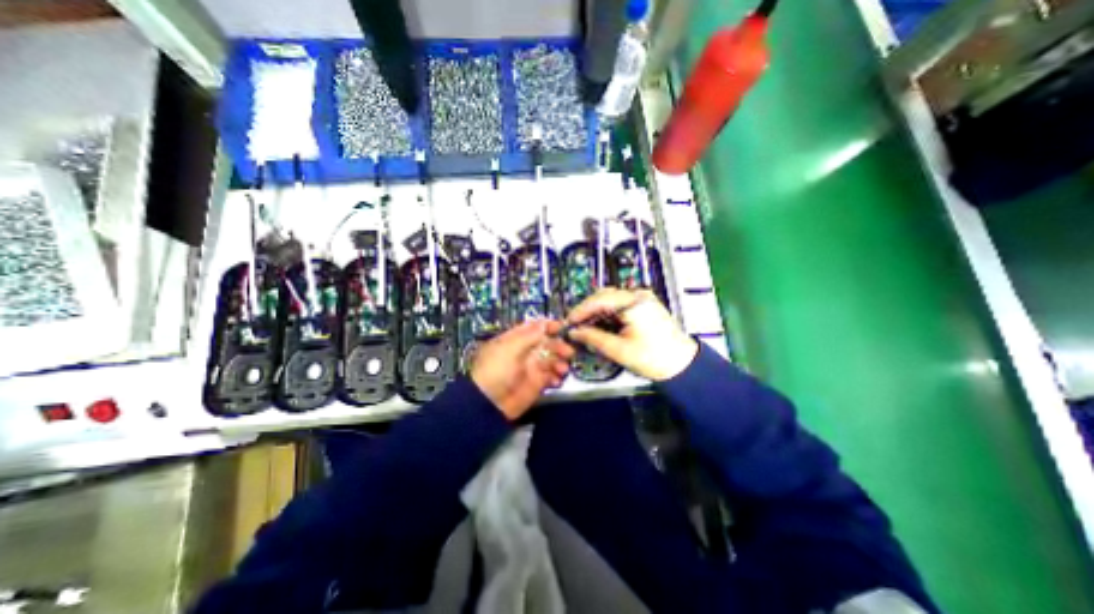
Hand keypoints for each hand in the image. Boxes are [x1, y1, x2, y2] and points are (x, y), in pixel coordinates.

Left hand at [469, 318, 574, 420]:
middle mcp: (526, 351)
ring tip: (563, 369)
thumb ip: (529, 335)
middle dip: (559, 345)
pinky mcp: (537, 383)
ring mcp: (532, 367)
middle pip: (548, 343)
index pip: (535, 328)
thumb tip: (544, 323)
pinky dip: (557, 377)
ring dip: (561, 362)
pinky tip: (558, 379)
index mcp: (517, 339)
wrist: (489, 403)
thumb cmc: (496, 370)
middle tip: (568, 352)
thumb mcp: (510, 348)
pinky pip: (552, 376)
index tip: (562, 327)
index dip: (549, 326)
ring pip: (552, 359)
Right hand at [569, 288, 696, 379]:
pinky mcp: (643, 307)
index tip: (567, 323)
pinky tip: (599, 327)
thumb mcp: (619, 350)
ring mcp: (642, 299)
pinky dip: (607, 316)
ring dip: (596, 314)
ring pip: (610, 301)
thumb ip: (593, 338)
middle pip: (604, 297)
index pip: (599, 299)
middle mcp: (638, 295)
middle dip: (587, 311)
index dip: (580, 311)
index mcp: (633, 302)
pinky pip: (619, 307)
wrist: (683, 366)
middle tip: (574, 327)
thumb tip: (573, 332)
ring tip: (584, 329)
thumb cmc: (653, 359)